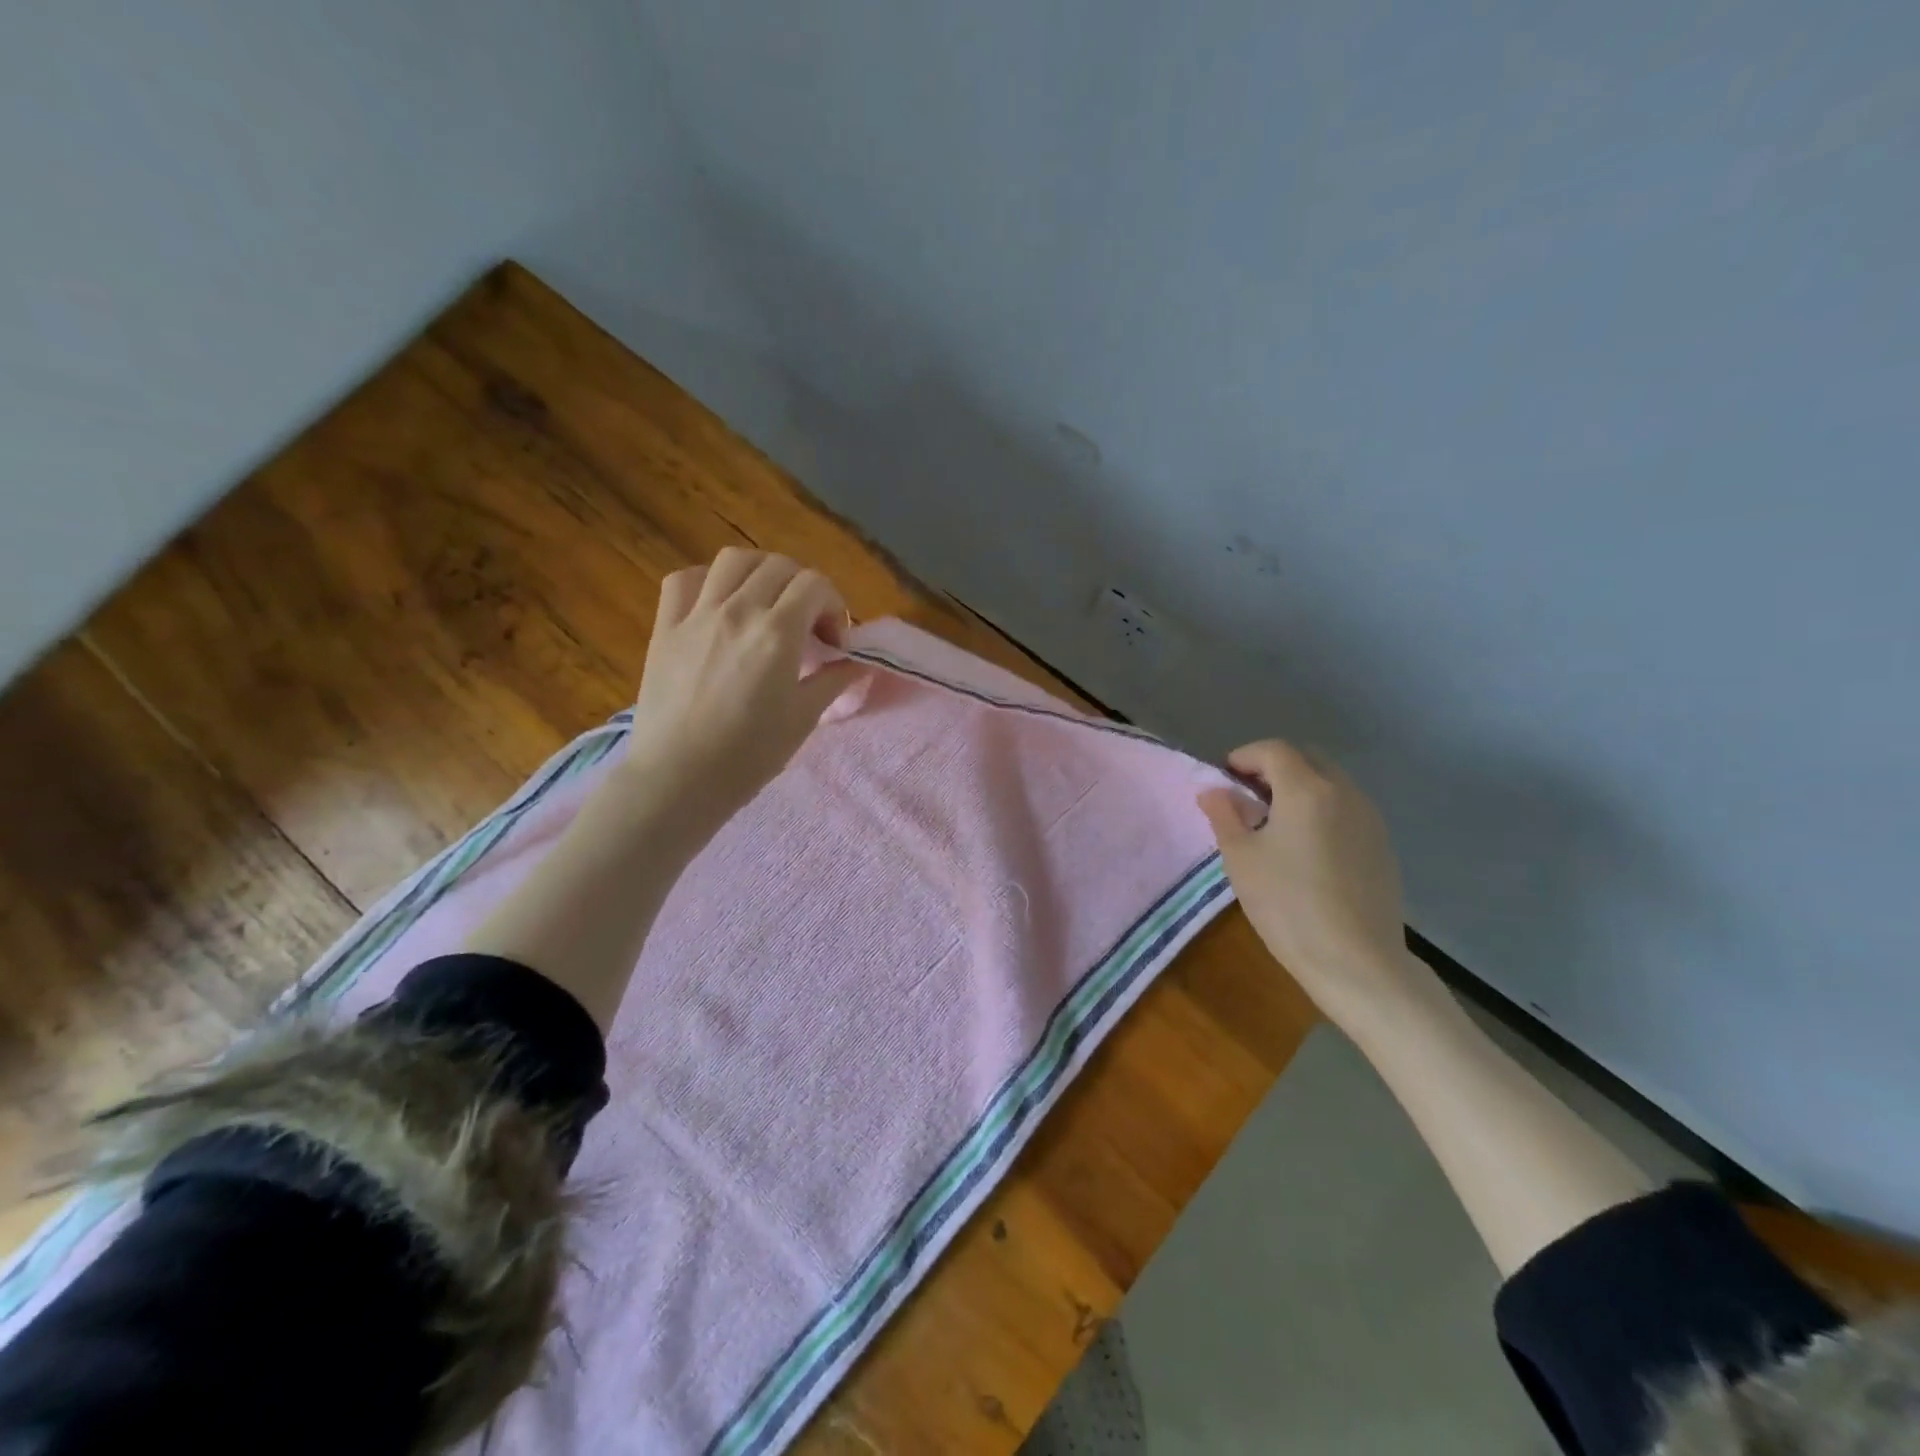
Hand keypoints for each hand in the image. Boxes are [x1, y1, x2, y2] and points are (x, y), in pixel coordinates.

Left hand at [622, 549, 863, 823]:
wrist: (680, 778)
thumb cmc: (750, 755)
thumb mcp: (804, 718)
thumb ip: (835, 680)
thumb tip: (860, 661)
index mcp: (778, 632)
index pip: (815, 585)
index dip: (834, 605)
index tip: (834, 641)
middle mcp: (738, 610)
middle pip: (779, 566)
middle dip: (803, 587)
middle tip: (807, 623)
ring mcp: (697, 614)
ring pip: (733, 560)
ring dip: (760, 573)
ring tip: (766, 602)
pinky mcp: (665, 627)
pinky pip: (684, 580)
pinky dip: (708, 581)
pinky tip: (718, 604)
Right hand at [1198, 740, 1442, 1035]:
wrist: (1357, 961)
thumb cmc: (1288, 905)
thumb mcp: (1241, 859)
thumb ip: (1224, 815)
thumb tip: (1214, 790)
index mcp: (1306, 790)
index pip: (1273, 750)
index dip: (1244, 756)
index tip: (1225, 779)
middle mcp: (1344, 792)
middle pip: (1307, 758)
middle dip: (1274, 767)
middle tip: (1248, 797)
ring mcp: (1369, 818)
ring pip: (1330, 782)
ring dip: (1300, 788)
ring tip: (1274, 824)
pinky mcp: (1381, 844)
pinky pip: (1346, 808)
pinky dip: (1321, 810)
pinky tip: (1306, 848)